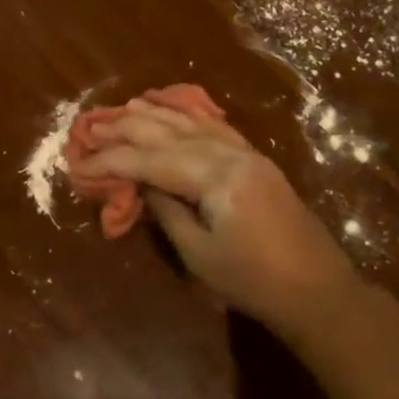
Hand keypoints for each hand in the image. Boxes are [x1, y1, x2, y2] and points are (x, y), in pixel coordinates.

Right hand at [79, 100, 356, 328]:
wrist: (318, 291)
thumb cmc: (253, 281)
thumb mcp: (199, 253)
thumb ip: (166, 210)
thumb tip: (139, 182)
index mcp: (217, 177)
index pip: (151, 159)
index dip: (112, 159)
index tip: (80, 161)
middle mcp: (231, 154)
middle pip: (169, 132)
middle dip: (127, 128)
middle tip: (91, 125)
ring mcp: (247, 153)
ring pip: (191, 123)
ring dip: (154, 115)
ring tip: (122, 108)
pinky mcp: (255, 160)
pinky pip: (215, 127)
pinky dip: (187, 116)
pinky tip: (172, 109)